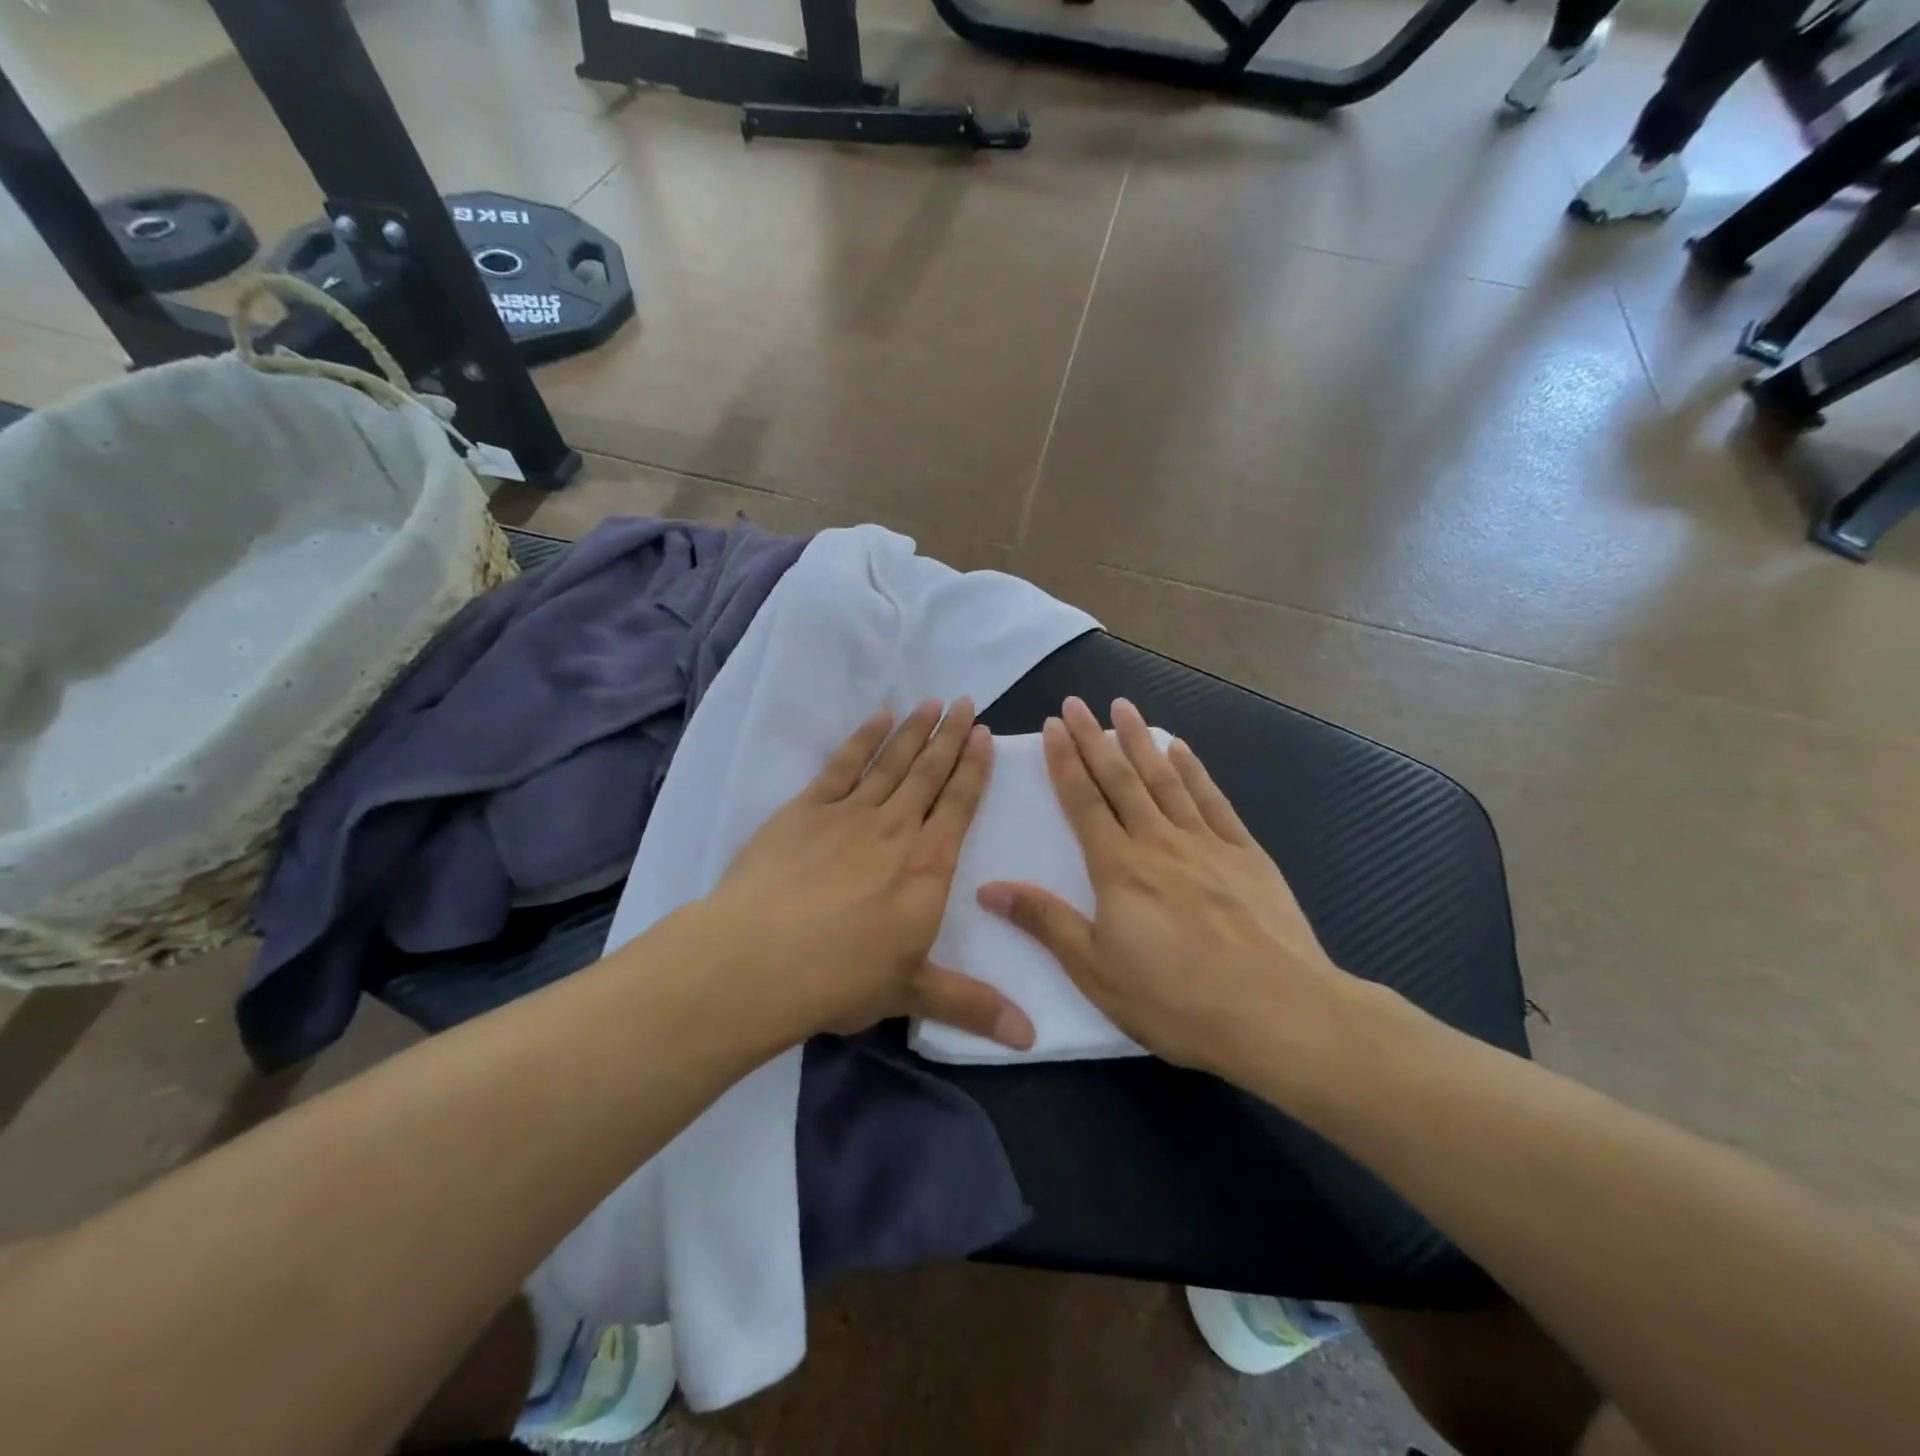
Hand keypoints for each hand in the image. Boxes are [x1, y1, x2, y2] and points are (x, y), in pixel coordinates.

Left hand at [702, 699, 1035, 1049]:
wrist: (759, 959)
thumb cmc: (841, 977)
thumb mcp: (913, 993)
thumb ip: (973, 1006)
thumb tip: (1031, 1038)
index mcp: (928, 867)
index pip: (959, 805)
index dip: (973, 768)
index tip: (983, 734)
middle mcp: (896, 829)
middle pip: (929, 773)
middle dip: (950, 736)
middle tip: (965, 701)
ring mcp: (849, 814)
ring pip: (891, 762)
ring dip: (914, 731)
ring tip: (932, 702)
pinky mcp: (806, 809)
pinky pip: (842, 764)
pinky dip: (862, 739)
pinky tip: (877, 718)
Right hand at [979, 696, 1350, 1077]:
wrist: (1277, 1013)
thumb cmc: (1176, 1000)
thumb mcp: (1095, 971)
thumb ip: (1045, 922)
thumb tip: (989, 889)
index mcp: (1119, 868)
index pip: (1083, 802)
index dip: (1065, 762)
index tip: (1052, 726)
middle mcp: (1159, 842)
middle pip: (1120, 779)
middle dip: (1094, 738)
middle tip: (1076, 703)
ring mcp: (1207, 844)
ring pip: (1166, 780)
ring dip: (1141, 741)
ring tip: (1123, 707)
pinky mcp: (1247, 855)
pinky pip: (1213, 801)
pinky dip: (1195, 771)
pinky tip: (1182, 749)